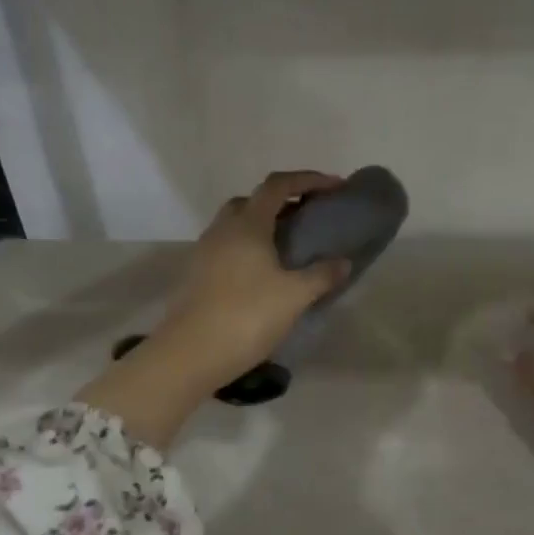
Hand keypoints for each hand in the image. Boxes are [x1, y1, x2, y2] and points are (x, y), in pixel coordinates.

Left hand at [153, 170, 352, 387]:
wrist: (190, 354)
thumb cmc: (246, 316)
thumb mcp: (294, 296)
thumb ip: (322, 275)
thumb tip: (343, 262)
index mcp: (247, 224)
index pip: (278, 185)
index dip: (308, 180)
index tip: (335, 187)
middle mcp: (222, 229)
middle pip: (253, 201)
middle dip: (283, 202)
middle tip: (308, 217)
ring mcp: (204, 252)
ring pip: (236, 225)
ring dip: (263, 226)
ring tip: (289, 247)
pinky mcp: (196, 275)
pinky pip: (227, 248)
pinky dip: (249, 248)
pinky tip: (264, 274)